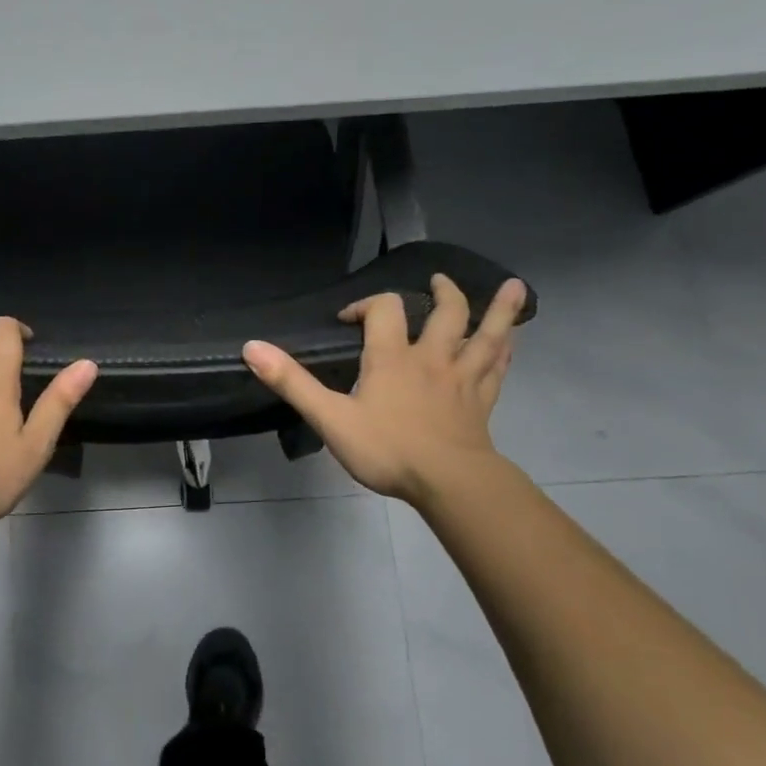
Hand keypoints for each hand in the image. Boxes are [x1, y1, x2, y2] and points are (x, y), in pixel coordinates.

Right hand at [242, 275, 525, 507]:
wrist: (449, 483)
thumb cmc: (387, 449)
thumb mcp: (330, 417)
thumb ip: (291, 382)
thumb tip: (251, 346)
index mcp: (393, 357)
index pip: (384, 310)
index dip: (366, 305)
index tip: (349, 319)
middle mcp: (432, 358)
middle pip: (446, 312)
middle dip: (441, 292)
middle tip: (436, 282)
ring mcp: (462, 379)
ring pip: (485, 335)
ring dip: (498, 311)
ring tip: (513, 287)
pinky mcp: (482, 402)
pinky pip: (497, 369)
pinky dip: (504, 352)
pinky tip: (510, 344)